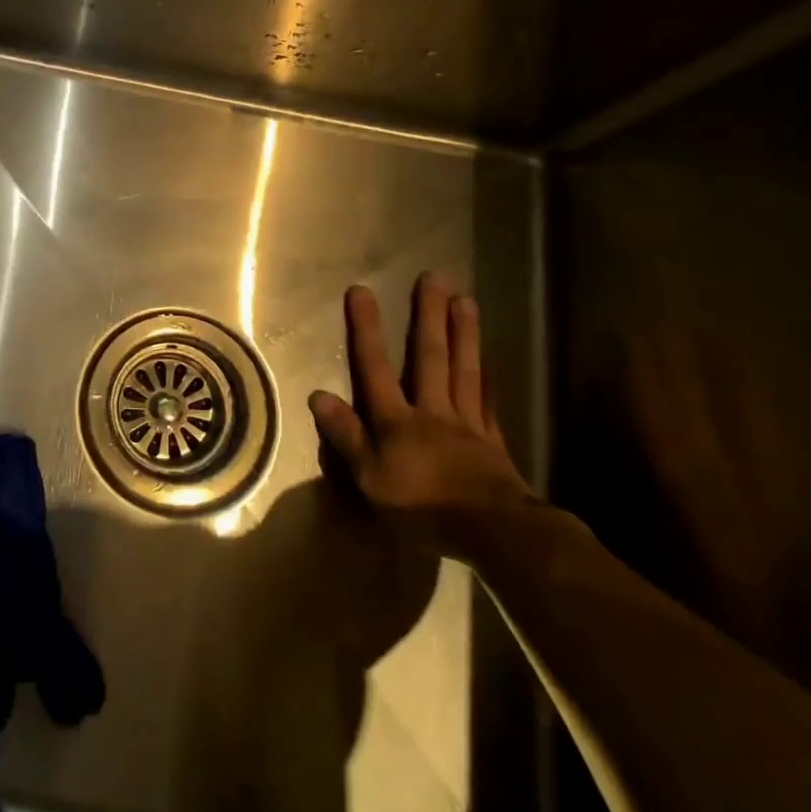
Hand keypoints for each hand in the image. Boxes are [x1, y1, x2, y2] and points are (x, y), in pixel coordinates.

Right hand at [308, 274, 538, 559]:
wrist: (493, 534)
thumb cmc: (422, 507)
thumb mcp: (369, 478)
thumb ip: (345, 435)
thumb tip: (318, 394)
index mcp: (396, 420)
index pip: (375, 367)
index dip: (366, 329)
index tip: (361, 291)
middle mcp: (431, 410)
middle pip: (429, 357)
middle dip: (427, 316)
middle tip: (433, 277)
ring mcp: (466, 424)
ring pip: (464, 370)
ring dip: (464, 334)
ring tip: (465, 300)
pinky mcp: (492, 442)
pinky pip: (488, 401)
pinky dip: (488, 377)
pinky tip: (489, 360)